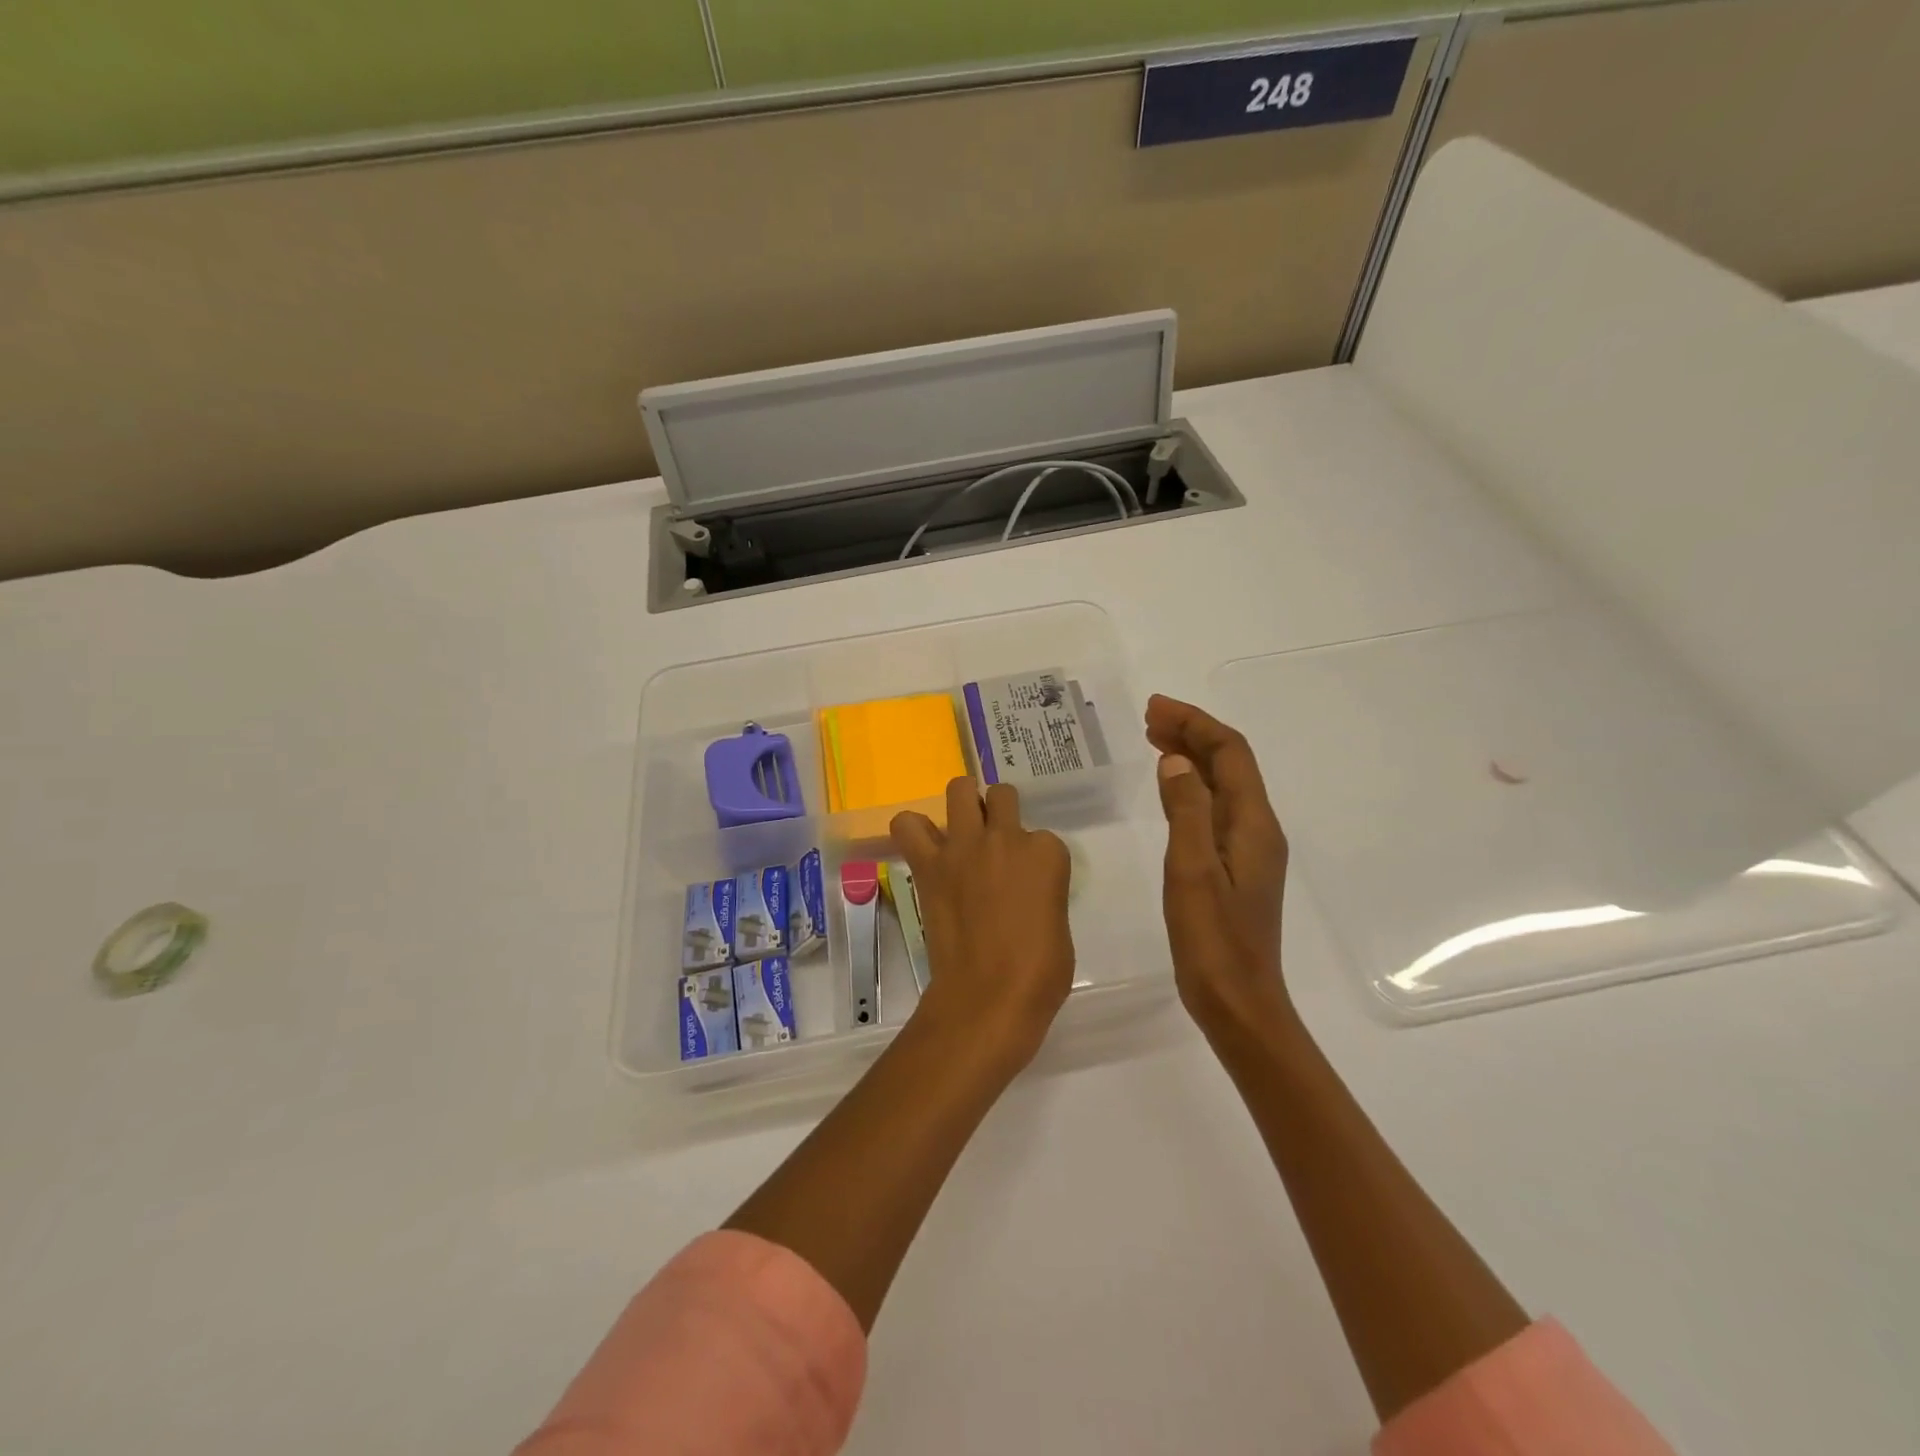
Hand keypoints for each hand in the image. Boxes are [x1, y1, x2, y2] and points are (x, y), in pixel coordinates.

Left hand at [891, 777, 1075, 1074]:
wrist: (988, 997)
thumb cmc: (1039, 973)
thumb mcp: (1058, 923)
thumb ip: (1041, 891)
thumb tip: (1021, 891)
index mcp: (1046, 854)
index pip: (1042, 838)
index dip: (1034, 860)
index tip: (1027, 884)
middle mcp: (1006, 838)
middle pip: (1002, 795)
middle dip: (999, 812)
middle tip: (994, 843)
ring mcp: (964, 847)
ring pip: (959, 790)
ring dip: (963, 803)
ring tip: (962, 830)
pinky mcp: (929, 864)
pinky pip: (908, 825)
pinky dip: (914, 830)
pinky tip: (924, 846)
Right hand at [1145, 695, 1292, 1040]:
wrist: (1238, 1003)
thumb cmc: (1213, 941)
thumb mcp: (1192, 871)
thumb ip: (1187, 812)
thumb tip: (1176, 761)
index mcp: (1253, 825)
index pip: (1231, 754)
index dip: (1196, 724)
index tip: (1155, 708)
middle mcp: (1257, 829)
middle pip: (1230, 764)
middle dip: (1193, 733)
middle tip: (1149, 718)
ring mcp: (1247, 850)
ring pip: (1222, 786)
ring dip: (1191, 757)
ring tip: (1153, 740)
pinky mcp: (1234, 868)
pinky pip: (1214, 809)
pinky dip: (1190, 787)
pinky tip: (1170, 789)